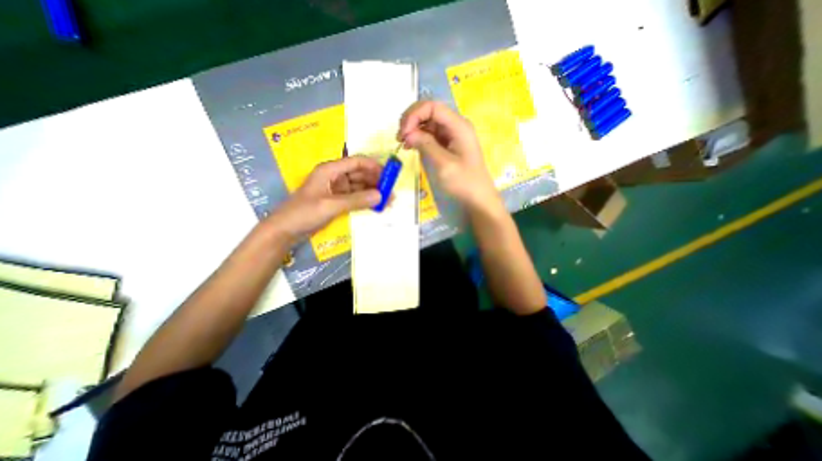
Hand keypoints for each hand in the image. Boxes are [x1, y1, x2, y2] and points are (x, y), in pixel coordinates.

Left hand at [271, 157, 385, 243]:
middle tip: (391, 193)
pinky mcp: (337, 201)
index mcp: (330, 170)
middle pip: (360, 174)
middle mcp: (335, 177)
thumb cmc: (303, 213)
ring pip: (359, 186)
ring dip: (372, 192)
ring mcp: (336, 190)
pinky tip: (376, 206)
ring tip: (387, 201)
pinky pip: (355, 197)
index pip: (356, 162)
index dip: (374, 167)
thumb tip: (381, 196)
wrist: (284, 231)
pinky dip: (365, 201)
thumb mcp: (331, 205)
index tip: (389, 176)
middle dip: (376, 182)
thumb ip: (356, 200)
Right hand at [398, 100, 500, 212]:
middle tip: (399, 137)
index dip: (414, 115)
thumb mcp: (443, 164)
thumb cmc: (463, 182)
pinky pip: (430, 134)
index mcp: (458, 125)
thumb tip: (407, 134)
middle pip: (429, 111)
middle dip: (412, 120)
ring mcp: (452, 135)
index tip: (403, 133)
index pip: (433, 107)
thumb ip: (425, 145)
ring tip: (402, 143)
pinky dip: (418, 137)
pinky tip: (410, 146)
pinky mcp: (448, 144)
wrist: (477, 197)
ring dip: (413, 129)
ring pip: (428, 122)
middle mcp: (455, 125)